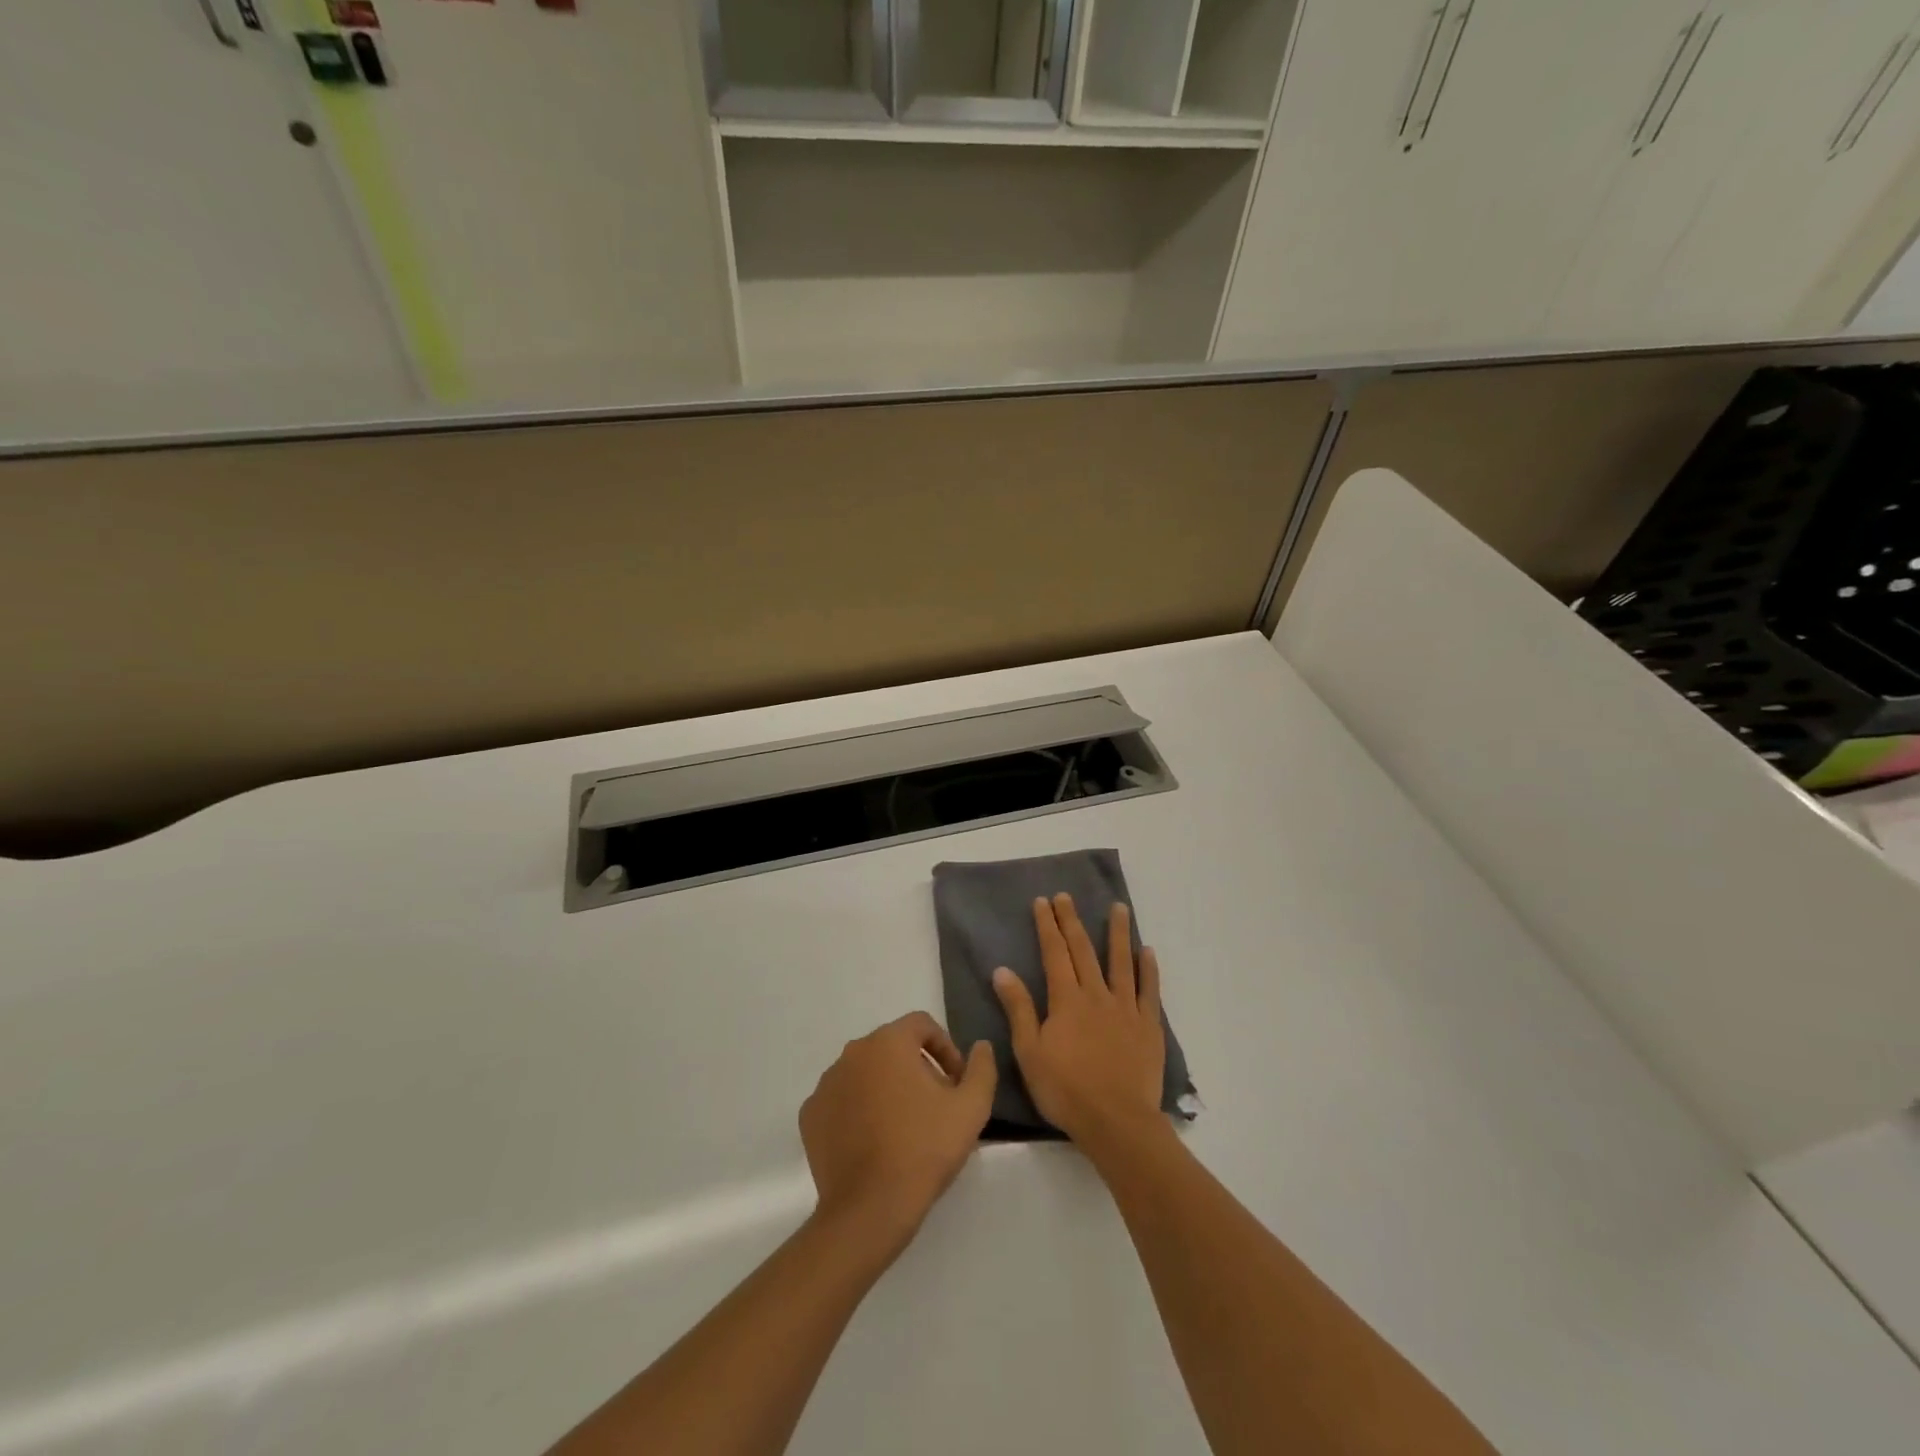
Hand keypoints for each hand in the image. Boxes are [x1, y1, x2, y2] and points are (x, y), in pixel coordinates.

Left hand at [799, 1013, 996, 1250]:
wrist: (870, 1208)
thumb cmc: (924, 1149)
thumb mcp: (972, 1108)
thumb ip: (982, 1069)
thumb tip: (980, 1047)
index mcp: (888, 1042)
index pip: (921, 1025)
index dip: (945, 1048)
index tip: (956, 1082)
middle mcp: (852, 1052)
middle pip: (892, 1048)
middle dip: (917, 1068)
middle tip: (935, 1105)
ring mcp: (827, 1084)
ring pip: (865, 1073)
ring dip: (887, 1088)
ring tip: (905, 1126)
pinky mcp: (810, 1115)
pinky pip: (842, 1100)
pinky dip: (859, 1110)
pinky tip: (874, 1141)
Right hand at [992, 894, 1165, 1145]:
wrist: (1117, 1122)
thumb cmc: (1066, 1090)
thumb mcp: (1030, 1052)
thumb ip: (1019, 1009)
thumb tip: (1002, 970)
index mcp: (1066, 1000)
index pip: (1054, 954)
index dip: (1048, 926)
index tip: (1043, 901)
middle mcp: (1096, 995)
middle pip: (1083, 951)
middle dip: (1072, 921)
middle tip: (1066, 896)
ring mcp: (1126, 1009)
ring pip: (1121, 962)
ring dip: (1118, 933)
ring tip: (1118, 907)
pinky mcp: (1149, 1026)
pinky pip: (1149, 991)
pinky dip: (1148, 969)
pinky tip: (1148, 951)